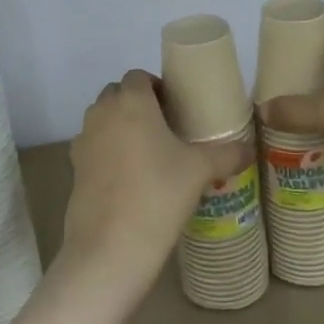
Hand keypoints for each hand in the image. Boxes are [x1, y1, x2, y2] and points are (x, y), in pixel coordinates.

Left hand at [66, 70, 252, 275]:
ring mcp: (83, 140)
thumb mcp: (200, 171)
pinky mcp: (74, 168)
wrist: (110, 246)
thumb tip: (249, 149)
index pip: (138, 76)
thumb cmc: (158, 194)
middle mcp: (102, 113)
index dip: (157, 87)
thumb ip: (228, 154)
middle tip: (165, 129)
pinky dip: (108, 152)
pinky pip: (94, 147)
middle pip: (117, 94)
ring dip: (121, 127)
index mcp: (131, 101)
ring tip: (149, 154)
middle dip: (138, 104)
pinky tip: (130, 178)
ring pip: (103, 120)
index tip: (176, 108)